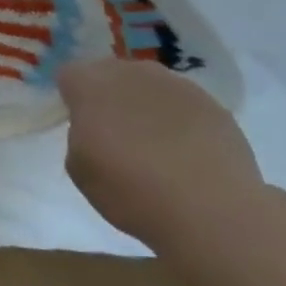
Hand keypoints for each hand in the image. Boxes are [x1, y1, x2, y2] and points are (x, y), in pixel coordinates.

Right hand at [58, 59, 264, 247]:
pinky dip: (180, 121)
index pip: (70, 75)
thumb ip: (79, 135)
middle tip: (114, 134)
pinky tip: (187, 154)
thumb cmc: (130, 191)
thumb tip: (95, 129)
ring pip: (150, 86)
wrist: (212, 213)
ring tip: (155, 145)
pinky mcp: (215, 106)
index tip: (80, 126)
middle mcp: (132, 73)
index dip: (72, 99)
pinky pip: (184, 105)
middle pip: (111, 73)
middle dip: (109, 96)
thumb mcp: (78, 168)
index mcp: (91, 84)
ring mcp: (178, 86)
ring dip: (145, 105)